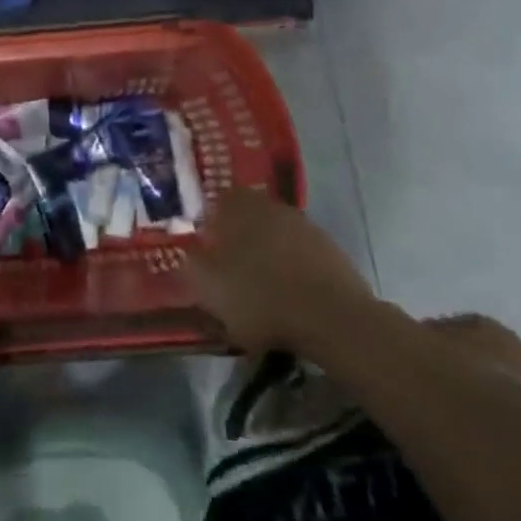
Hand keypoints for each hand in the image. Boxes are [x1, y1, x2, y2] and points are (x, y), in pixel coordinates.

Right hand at [187, 189, 375, 354]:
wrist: (333, 319)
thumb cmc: (260, 297)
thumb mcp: (210, 289)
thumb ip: (191, 267)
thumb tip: (187, 255)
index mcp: (239, 206)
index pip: (218, 202)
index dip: (209, 224)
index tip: (204, 249)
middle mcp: (272, 207)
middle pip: (248, 217)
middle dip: (238, 239)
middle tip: (228, 270)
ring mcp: (306, 227)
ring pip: (275, 236)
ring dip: (266, 256)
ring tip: (259, 288)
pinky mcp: (331, 251)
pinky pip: (300, 256)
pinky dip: (292, 271)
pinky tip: (288, 297)